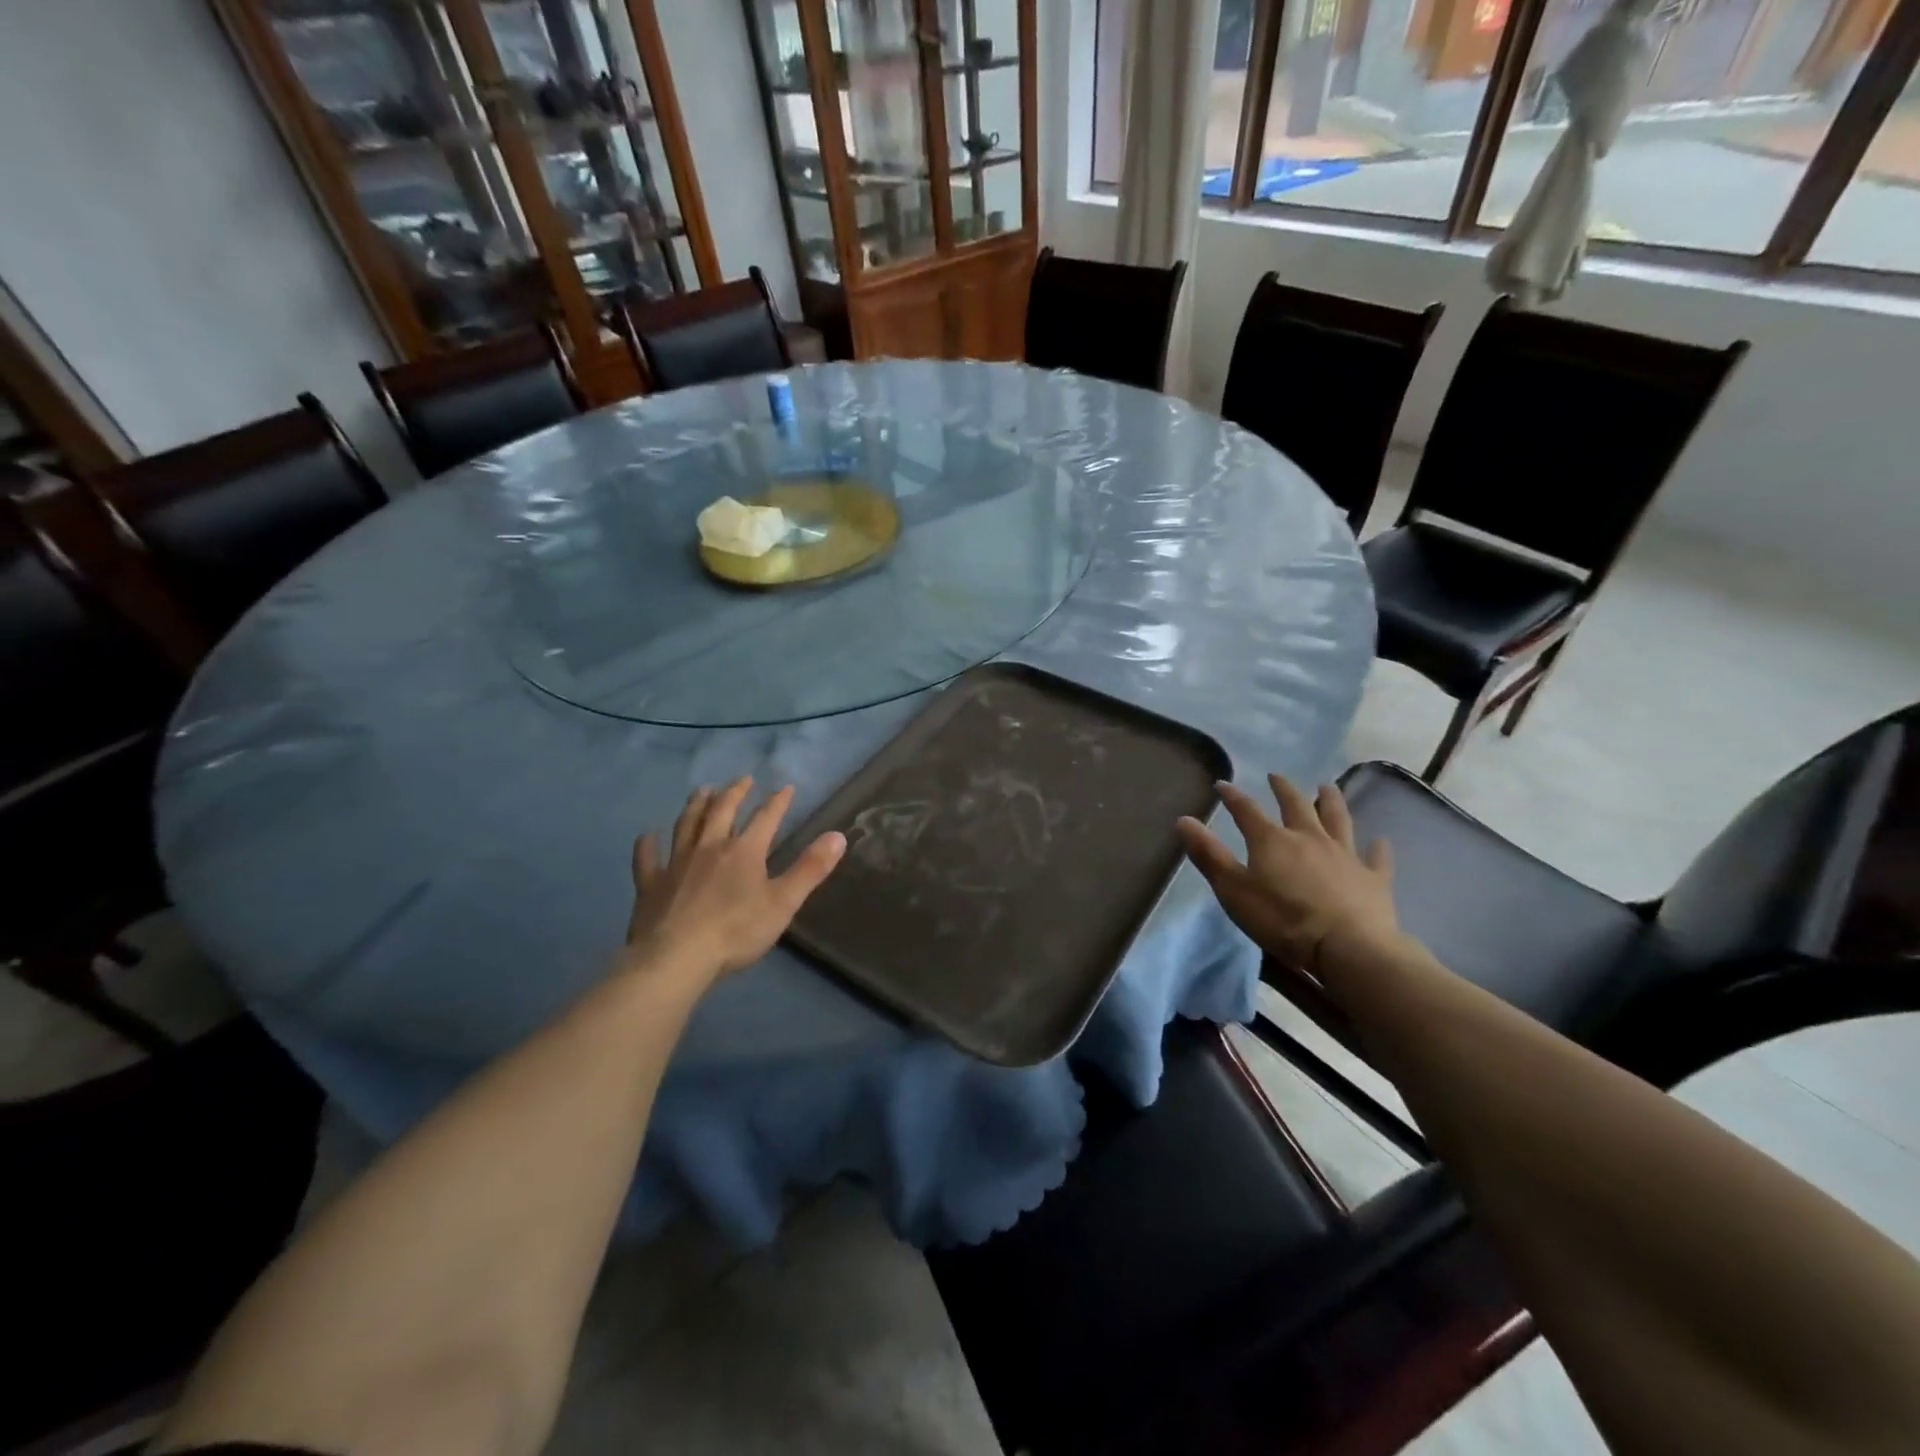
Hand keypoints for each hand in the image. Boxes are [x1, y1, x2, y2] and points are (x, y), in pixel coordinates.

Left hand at [624, 778, 845, 980]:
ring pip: (686, 824)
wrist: (676, 958)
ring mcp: (676, 863)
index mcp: (744, 851)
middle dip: (735, 792)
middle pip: (722, 811)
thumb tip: (838, 835)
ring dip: (696, 805)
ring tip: (702, 790)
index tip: (786, 787)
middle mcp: (709, 847)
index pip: (765, 818)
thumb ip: (810, 869)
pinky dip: (648, 844)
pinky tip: (648, 836)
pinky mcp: (650, 883)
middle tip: (743, 780)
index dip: (778, 802)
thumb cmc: (736, 931)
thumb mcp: (783, 903)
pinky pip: (647, 858)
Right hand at [1176, 775, 1397, 973]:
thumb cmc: (1282, 919)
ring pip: (1338, 820)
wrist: (1348, 947)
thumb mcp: (1233, 889)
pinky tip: (1380, 841)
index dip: (1232, 797)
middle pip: (1296, 806)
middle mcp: (1309, 838)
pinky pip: (1376, 858)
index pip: (1247, 811)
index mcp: (1272, 840)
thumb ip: (1209, 855)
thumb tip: (1183, 819)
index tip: (1222, 784)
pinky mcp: (1373, 878)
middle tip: (1276, 776)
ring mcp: (1345, 855)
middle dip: (1283, 789)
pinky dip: (1377, 848)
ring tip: (1327, 787)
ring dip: (1331, 802)